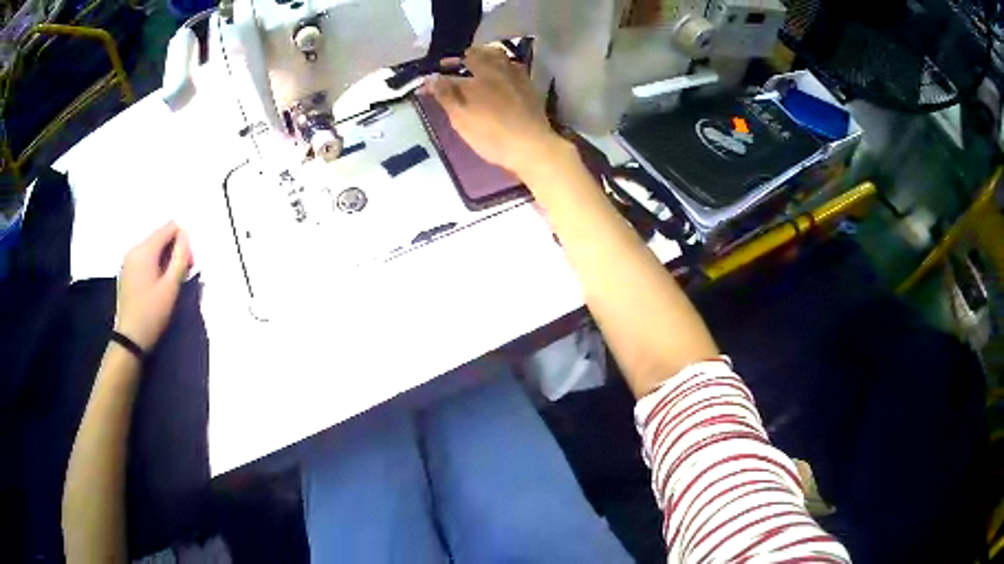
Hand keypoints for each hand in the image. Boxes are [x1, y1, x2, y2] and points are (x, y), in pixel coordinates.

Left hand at [114, 222, 192, 350]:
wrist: (129, 339)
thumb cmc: (151, 314)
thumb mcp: (171, 287)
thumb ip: (180, 258)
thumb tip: (186, 236)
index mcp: (145, 250)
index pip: (169, 227)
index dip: (183, 241)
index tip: (188, 265)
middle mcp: (135, 249)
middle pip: (161, 236)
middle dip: (174, 250)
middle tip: (181, 276)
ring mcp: (128, 260)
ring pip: (153, 248)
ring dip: (165, 259)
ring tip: (169, 284)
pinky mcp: (126, 272)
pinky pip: (144, 258)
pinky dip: (154, 266)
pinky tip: (157, 286)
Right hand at [423, 46, 565, 178]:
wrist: (532, 146)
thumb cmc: (492, 135)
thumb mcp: (462, 120)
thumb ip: (446, 96)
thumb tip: (432, 78)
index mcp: (476, 79)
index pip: (450, 76)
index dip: (435, 80)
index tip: (425, 86)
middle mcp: (496, 71)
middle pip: (477, 55)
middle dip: (462, 57)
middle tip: (454, 63)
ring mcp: (515, 76)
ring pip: (498, 56)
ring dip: (484, 55)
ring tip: (477, 60)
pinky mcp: (529, 86)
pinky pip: (513, 66)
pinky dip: (502, 64)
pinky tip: (501, 72)